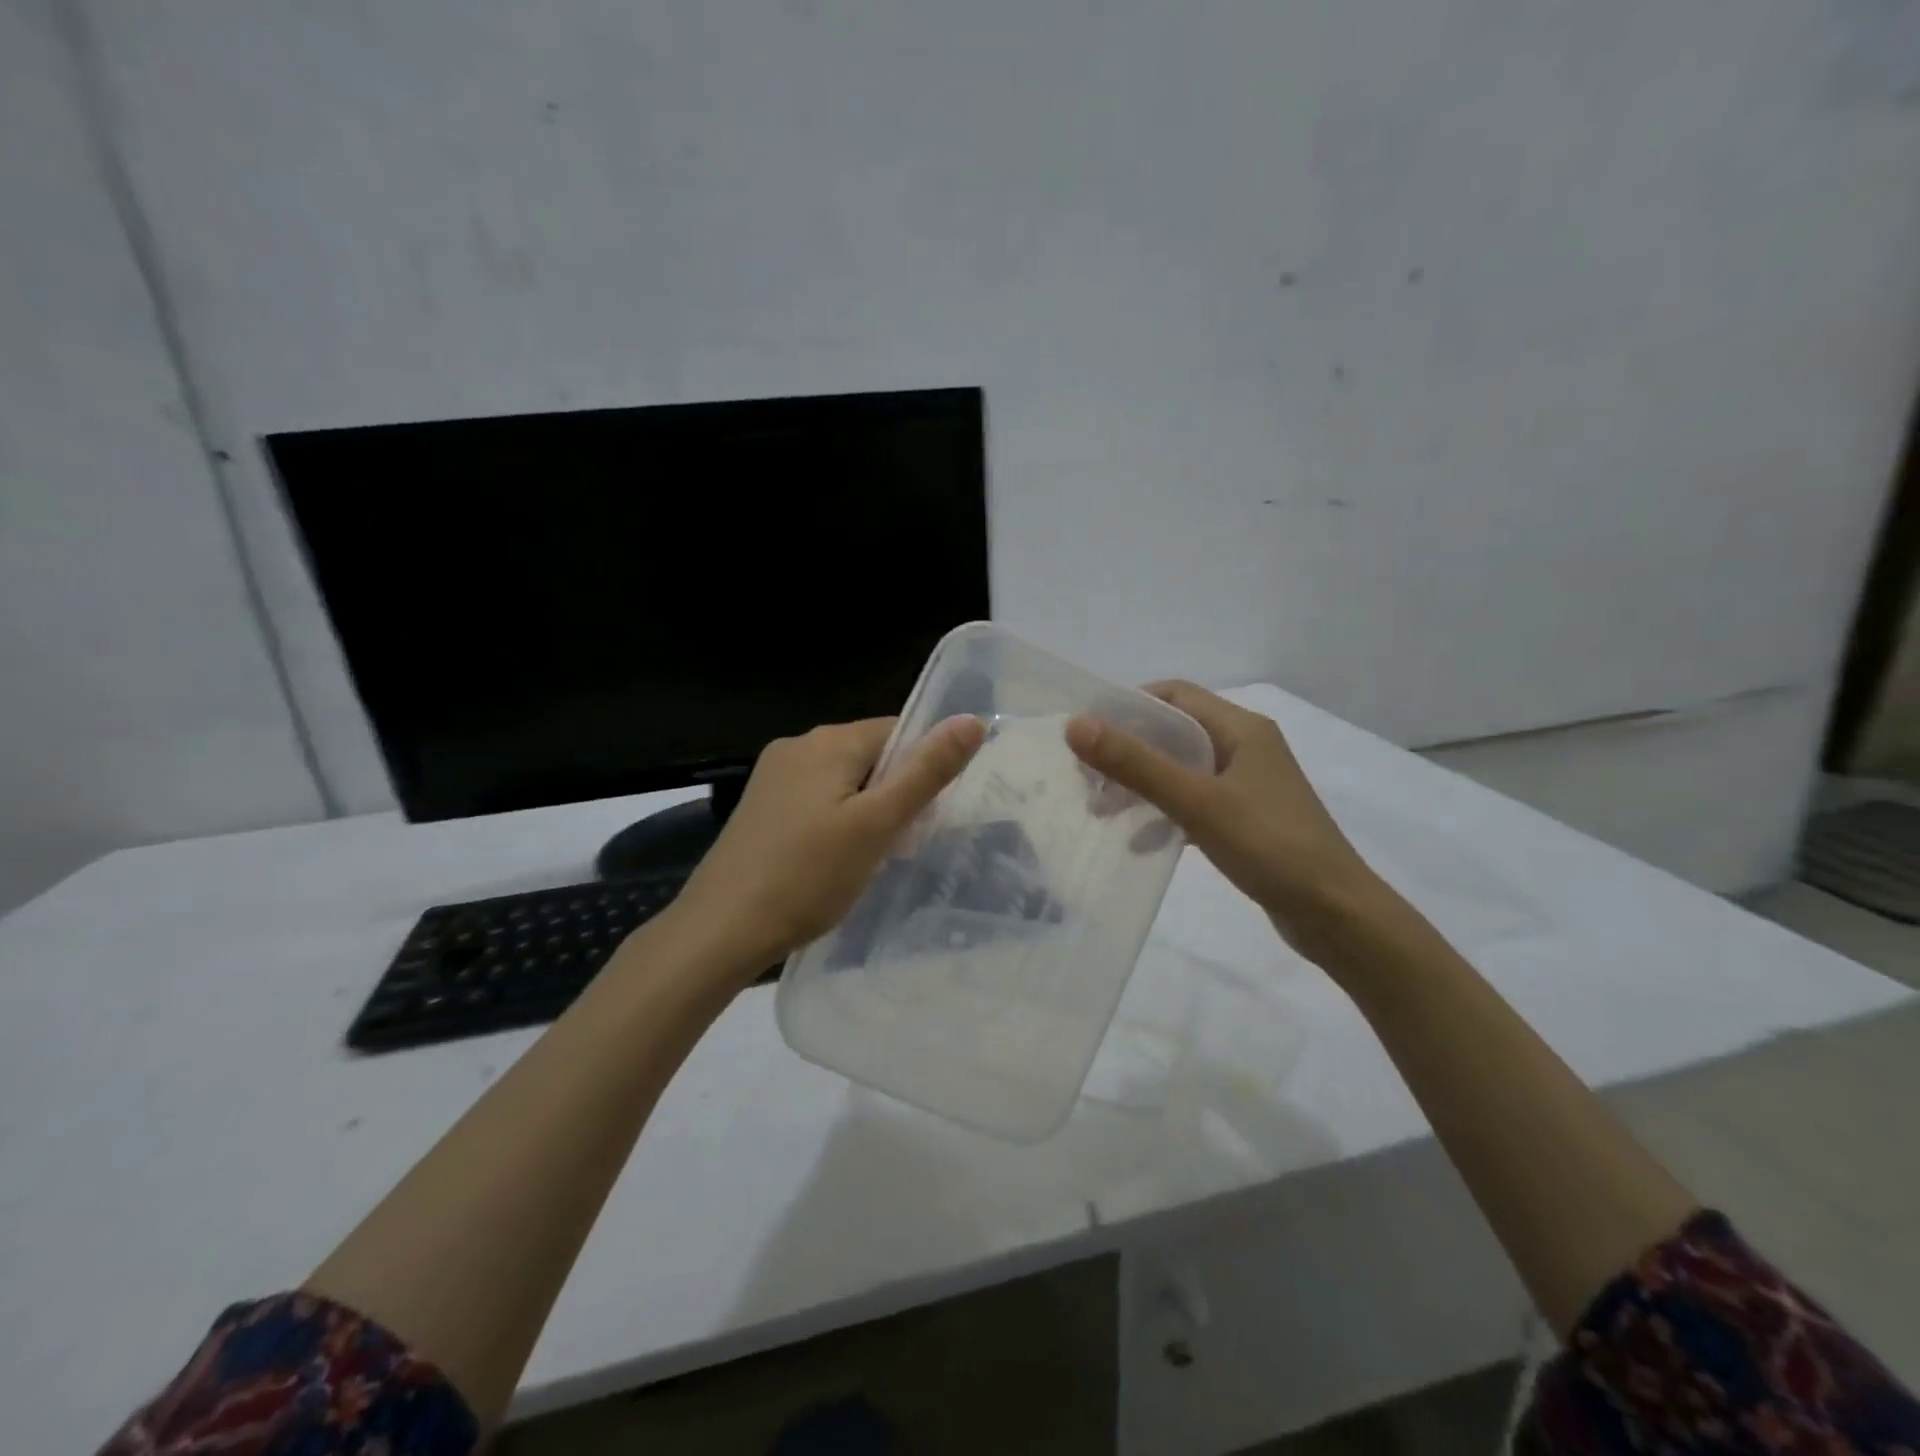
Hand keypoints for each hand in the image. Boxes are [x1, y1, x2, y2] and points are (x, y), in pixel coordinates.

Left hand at [668, 714, 986, 981]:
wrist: (722, 929)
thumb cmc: (808, 876)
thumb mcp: (877, 824)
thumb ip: (926, 772)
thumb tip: (971, 720)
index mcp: (828, 741)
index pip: (897, 732)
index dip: (922, 770)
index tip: (929, 816)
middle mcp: (798, 746)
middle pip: (870, 756)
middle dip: (894, 794)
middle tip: (902, 845)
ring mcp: (773, 777)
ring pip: (843, 781)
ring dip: (867, 812)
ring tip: (872, 859)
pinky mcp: (761, 807)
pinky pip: (816, 800)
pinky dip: (837, 823)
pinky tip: (835, 862)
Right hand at [1066, 682, 1392, 959]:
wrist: (1337, 915)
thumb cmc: (1270, 846)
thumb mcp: (1196, 801)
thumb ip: (1136, 763)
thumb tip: (1076, 725)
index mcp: (1241, 729)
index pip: (1174, 695)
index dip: (1127, 706)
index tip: (1088, 734)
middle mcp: (1246, 748)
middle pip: (1174, 733)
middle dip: (1128, 751)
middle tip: (1089, 779)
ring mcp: (1248, 786)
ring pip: (1181, 770)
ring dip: (1142, 784)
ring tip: (1103, 810)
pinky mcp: (1247, 820)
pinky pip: (1194, 803)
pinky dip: (1165, 814)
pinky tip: (1141, 841)